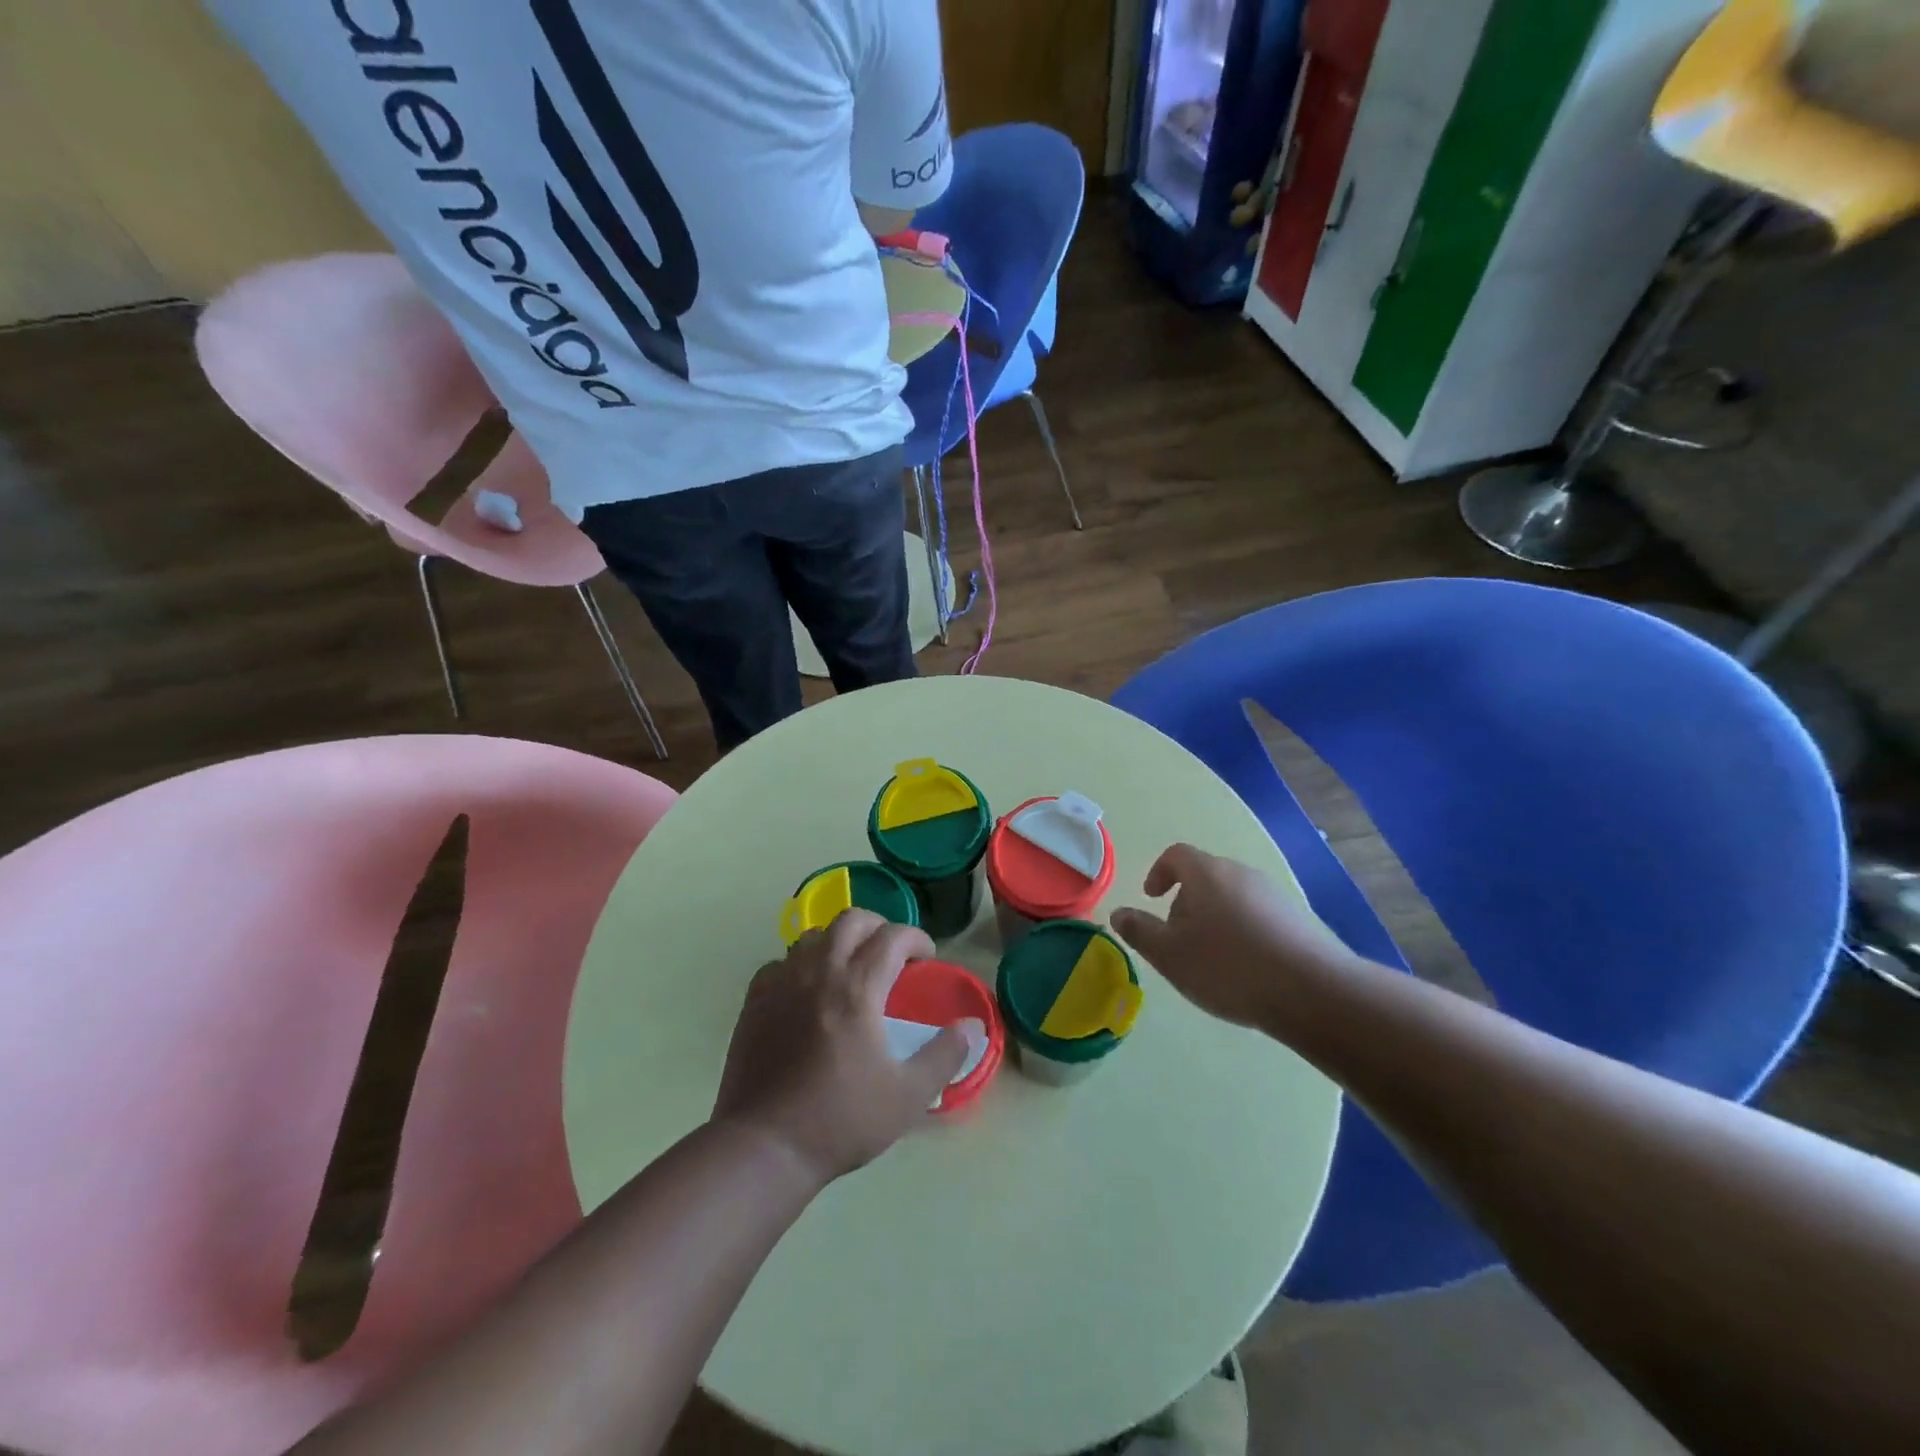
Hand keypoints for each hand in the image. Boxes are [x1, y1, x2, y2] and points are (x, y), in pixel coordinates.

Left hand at [712, 910, 970, 1188]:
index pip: (892, 937)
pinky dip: (803, 964)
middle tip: (892, 954)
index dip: (916, 939)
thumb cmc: (841, 1120)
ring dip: (840, 941)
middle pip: (852, 920)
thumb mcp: (908, 1096)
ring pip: (815, 935)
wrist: (764, 1147)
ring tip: (851, 969)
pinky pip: (782, 961)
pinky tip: (808, 992)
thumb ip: (944, 1055)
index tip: (927, 958)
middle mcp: (819, 972)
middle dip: (879, 927)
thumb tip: (972, 1026)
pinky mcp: (755, 999)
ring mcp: (782, 982)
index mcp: (857, 988)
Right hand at [1111, 844, 1355, 1028]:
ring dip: (1216, 918)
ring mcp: (1275, 894)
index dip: (1159, 872)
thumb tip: (1118, 913)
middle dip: (1186, 902)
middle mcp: (1242, 873)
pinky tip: (1247, 968)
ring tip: (1213, 959)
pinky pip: (1259, 915)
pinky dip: (1244, 932)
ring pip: (1233, 896)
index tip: (1152, 898)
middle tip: (1179, 938)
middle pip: (1206, 876)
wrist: (1313, 991)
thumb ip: (1140, 931)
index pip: (1176, 855)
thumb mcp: (1170, 954)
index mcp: (1207, 873)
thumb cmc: (1228, 967)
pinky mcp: (1299, 918)